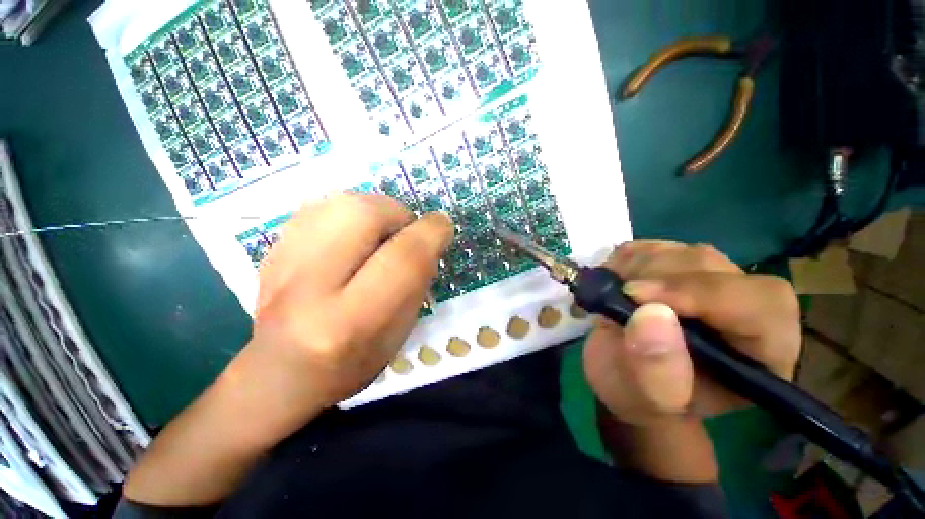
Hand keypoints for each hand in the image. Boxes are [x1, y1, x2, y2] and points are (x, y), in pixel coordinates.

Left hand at [245, 193, 453, 410]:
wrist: (282, 373)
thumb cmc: (352, 362)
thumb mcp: (399, 331)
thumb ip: (417, 281)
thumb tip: (428, 236)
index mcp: (351, 321)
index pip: (403, 257)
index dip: (431, 233)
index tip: (443, 226)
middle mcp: (310, 288)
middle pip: (362, 213)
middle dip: (397, 212)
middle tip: (405, 231)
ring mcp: (280, 265)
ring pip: (337, 201)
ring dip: (373, 209)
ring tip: (380, 233)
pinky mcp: (269, 251)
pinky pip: (318, 207)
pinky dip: (347, 213)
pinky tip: (352, 236)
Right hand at [584, 241, 800, 426]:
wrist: (624, 375)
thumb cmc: (641, 396)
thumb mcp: (645, 399)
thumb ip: (655, 371)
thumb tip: (651, 314)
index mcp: (761, 353)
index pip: (760, 304)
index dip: (703, 292)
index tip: (637, 296)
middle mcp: (745, 308)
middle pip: (716, 268)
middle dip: (658, 277)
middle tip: (616, 294)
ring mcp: (710, 281)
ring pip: (683, 253)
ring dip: (637, 268)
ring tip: (611, 294)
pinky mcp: (677, 267)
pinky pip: (655, 247)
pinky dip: (626, 258)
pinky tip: (613, 280)